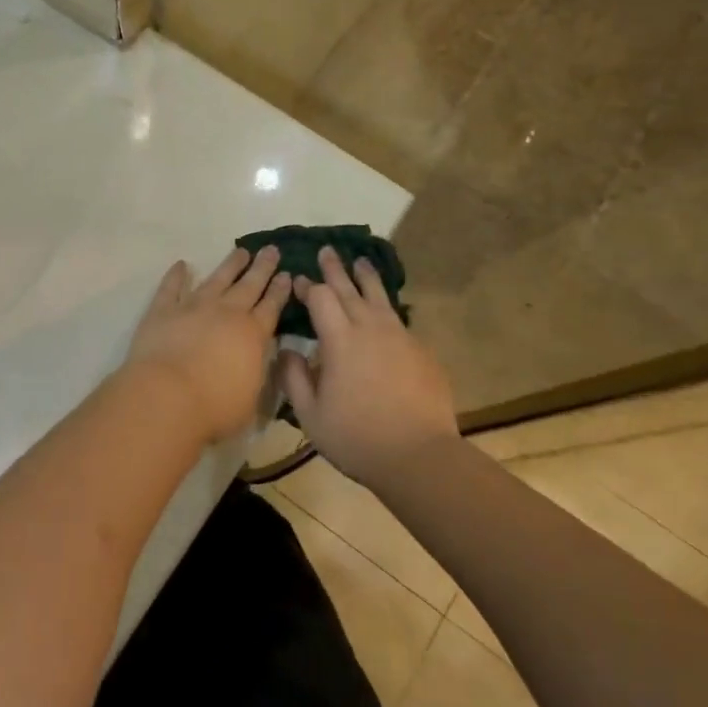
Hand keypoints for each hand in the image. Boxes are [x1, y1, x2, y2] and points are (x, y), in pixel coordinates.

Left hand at [124, 246, 290, 445]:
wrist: (168, 397)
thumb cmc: (215, 408)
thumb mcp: (251, 399)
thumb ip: (256, 375)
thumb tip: (259, 361)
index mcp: (253, 335)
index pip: (271, 307)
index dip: (280, 290)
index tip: (287, 274)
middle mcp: (227, 313)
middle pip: (249, 285)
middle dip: (262, 268)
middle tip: (271, 250)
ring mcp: (193, 307)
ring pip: (217, 279)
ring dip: (230, 265)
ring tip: (241, 251)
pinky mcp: (163, 311)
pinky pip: (171, 288)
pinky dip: (176, 275)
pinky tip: (181, 264)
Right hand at [277, 246, 459, 483]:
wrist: (418, 455)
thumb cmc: (356, 437)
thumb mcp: (310, 415)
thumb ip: (294, 378)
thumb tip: (287, 350)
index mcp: (340, 340)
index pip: (321, 298)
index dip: (309, 287)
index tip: (300, 280)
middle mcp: (370, 328)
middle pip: (350, 288)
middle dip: (335, 269)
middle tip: (327, 251)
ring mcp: (400, 337)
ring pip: (380, 297)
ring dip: (366, 277)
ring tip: (360, 261)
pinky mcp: (420, 350)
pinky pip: (397, 319)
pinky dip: (385, 306)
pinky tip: (384, 309)